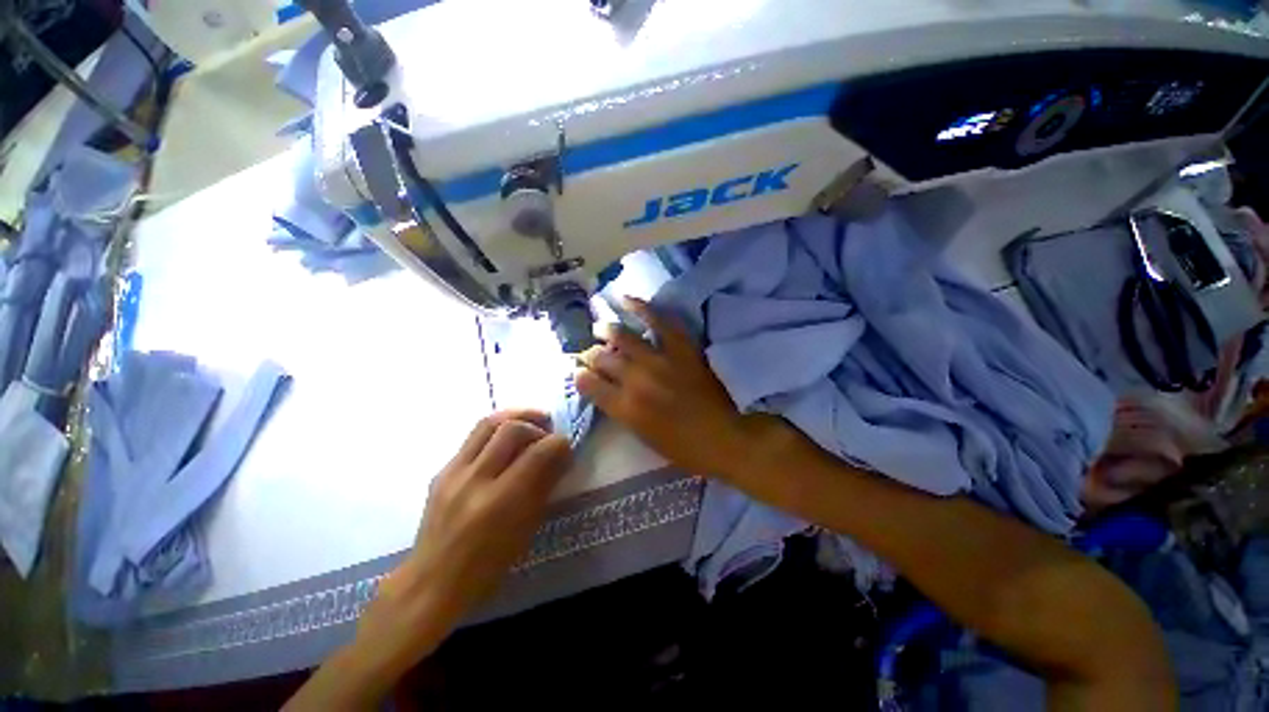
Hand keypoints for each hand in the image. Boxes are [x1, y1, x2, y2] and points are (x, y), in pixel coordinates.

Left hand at [363, 411, 571, 659]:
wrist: (431, 582)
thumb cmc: (487, 566)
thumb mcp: (526, 529)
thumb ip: (545, 485)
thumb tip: (562, 455)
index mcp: (501, 501)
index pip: (538, 452)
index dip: (559, 443)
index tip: (566, 446)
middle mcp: (475, 480)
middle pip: (512, 428)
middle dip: (537, 423)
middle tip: (548, 431)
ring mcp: (453, 472)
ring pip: (487, 423)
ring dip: (515, 417)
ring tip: (530, 423)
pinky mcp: (441, 471)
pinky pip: (473, 439)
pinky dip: (496, 433)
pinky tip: (504, 445)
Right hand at [575, 297, 785, 479]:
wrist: (726, 438)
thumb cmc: (684, 448)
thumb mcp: (644, 437)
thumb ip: (623, 411)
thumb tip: (608, 390)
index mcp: (626, 409)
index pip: (589, 385)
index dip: (580, 376)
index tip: (579, 371)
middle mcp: (636, 381)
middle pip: (602, 359)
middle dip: (591, 354)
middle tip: (591, 352)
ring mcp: (659, 361)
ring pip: (623, 337)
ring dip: (607, 330)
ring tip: (600, 326)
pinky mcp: (681, 349)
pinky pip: (659, 321)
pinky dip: (642, 308)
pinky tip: (626, 300)